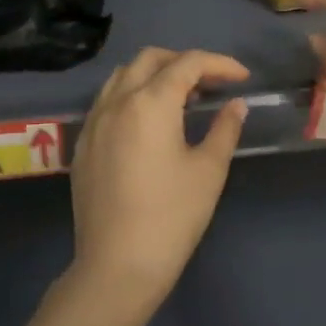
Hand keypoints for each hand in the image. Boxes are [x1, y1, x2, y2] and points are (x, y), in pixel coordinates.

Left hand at [68, 48, 250, 306]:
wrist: (117, 265)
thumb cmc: (172, 216)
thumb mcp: (208, 171)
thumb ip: (224, 129)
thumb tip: (236, 104)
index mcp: (150, 103)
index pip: (187, 63)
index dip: (219, 64)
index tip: (242, 78)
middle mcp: (116, 102)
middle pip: (150, 59)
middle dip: (183, 62)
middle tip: (211, 83)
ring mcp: (93, 122)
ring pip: (122, 76)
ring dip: (153, 74)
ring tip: (180, 98)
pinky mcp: (82, 145)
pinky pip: (106, 102)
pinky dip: (131, 96)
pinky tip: (147, 123)